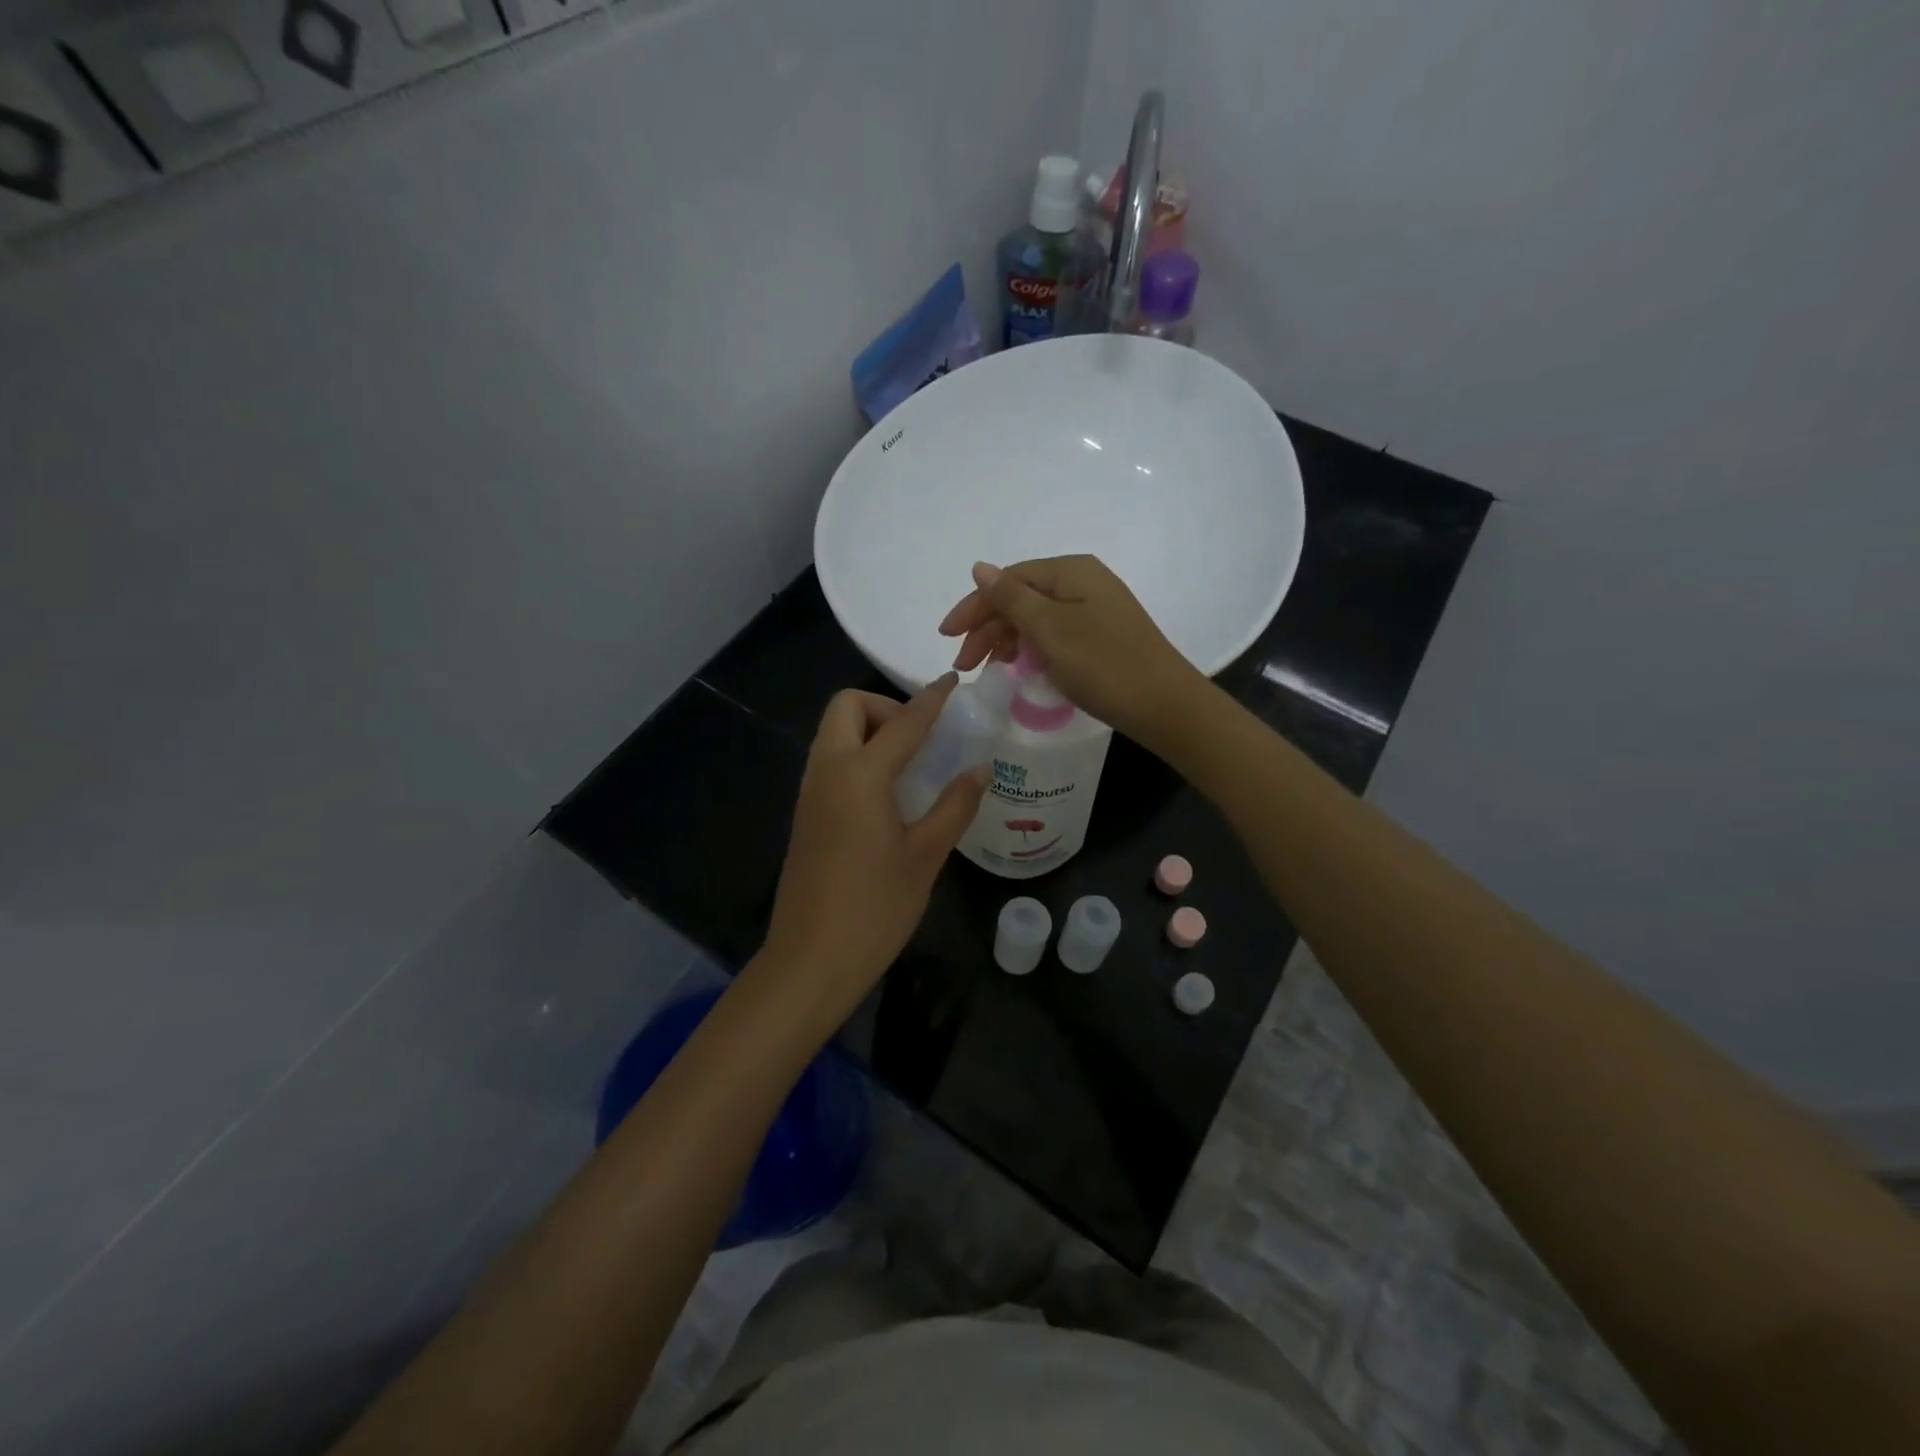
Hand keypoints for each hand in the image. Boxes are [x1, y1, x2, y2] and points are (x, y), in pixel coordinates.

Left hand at [759, 677, 987, 1023]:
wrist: (810, 961)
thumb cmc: (874, 908)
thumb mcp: (925, 856)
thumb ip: (954, 806)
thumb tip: (979, 769)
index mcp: (859, 775)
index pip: (903, 723)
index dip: (931, 700)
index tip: (953, 683)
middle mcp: (827, 772)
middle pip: (847, 708)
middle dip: (885, 708)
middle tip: (923, 741)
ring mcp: (810, 793)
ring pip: (835, 734)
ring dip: (870, 731)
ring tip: (913, 766)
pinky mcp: (806, 815)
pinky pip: (831, 762)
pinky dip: (858, 757)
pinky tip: (889, 794)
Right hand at [939, 555, 1204, 748]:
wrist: (1164, 706)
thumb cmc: (1103, 664)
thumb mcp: (1050, 629)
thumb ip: (1011, 598)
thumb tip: (979, 567)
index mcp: (1070, 572)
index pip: (1008, 580)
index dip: (974, 606)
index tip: (946, 637)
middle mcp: (1083, 583)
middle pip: (1021, 598)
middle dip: (988, 628)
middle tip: (965, 665)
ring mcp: (1094, 610)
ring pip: (1036, 619)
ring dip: (1007, 640)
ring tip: (990, 668)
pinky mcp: (1101, 637)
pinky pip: (1054, 635)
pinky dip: (1032, 650)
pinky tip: (1022, 668)